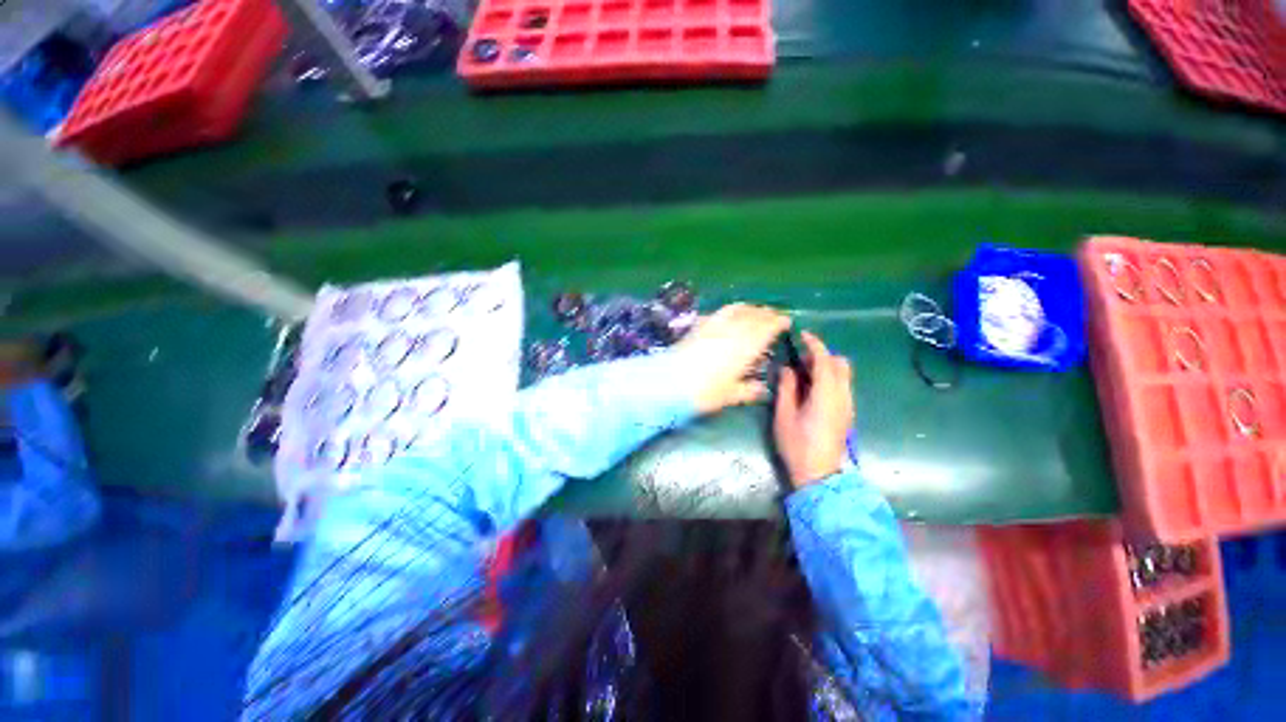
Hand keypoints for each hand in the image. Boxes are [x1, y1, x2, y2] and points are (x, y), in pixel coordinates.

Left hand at [675, 303, 790, 414]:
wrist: (668, 382)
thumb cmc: (704, 392)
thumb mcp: (729, 396)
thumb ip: (747, 391)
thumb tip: (762, 389)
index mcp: (745, 346)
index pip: (766, 328)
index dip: (777, 322)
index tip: (786, 321)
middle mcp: (732, 330)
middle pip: (752, 315)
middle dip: (765, 313)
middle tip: (773, 316)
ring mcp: (713, 325)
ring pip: (735, 309)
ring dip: (748, 308)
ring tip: (754, 311)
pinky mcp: (698, 326)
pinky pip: (717, 313)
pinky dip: (728, 311)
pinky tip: (727, 316)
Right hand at [773, 332, 853, 488]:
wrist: (819, 475)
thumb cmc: (797, 445)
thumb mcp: (784, 415)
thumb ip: (787, 388)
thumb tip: (788, 369)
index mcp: (826, 395)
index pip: (825, 360)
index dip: (815, 344)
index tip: (802, 335)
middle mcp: (843, 396)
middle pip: (841, 364)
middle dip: (822, 355)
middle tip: (800, 361)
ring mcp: (848, 405)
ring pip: (844, 375)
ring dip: (826, 367)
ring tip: (803, 375)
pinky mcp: (847, 413)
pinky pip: (842, 386)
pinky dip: (829, 378)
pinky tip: (811, 390)